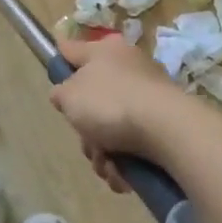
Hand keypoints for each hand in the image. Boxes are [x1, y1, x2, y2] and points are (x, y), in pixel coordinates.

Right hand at [49, 36, 186, 193]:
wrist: (166, 128)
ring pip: (111, 126)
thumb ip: (61, 92)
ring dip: (102, 152)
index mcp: (104, 51)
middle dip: (86, 130)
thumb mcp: (70, 96)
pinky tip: (123, 174)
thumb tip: (66, 92)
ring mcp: (147, 94)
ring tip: (107, 165)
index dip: (60, 60)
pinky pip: (132, 141)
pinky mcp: (162, 120)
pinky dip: (124, 160)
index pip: (73, 49)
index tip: (55, 74)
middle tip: (87, 141)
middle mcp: (127, 67)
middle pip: (92, 99)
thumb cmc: (110, 103)